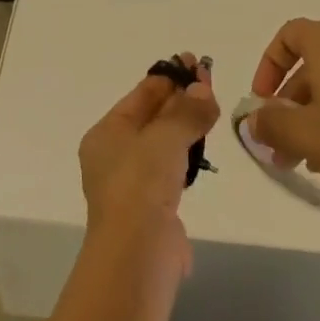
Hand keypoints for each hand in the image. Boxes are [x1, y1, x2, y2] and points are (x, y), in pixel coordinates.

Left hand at [78, 53, 218, 273]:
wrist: (137, 257)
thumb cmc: (141, 185)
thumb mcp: (166, 136)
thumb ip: (187, 110)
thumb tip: (203, 89)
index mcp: (107, 133)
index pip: (142, 94)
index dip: (170, 76)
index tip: (196, 63)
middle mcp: (115, 155)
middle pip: (152, 116)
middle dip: (181, 97)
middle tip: (209, 78)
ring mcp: (133, 184)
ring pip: (163, 143)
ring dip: (186, 124)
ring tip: (212, 107)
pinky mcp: (152, 209)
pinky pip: (172, 169)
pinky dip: (187, 154)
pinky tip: (204, 147)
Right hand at [247, 19, 319, 206]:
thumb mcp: (302, 133)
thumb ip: (270, 123)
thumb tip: (254, 121)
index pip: (289, 35)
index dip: (269, 65)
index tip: (261, 101)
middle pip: (312, 63)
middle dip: (290, 102)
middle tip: (279, 143)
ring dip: (313, 115)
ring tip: (305, 160)